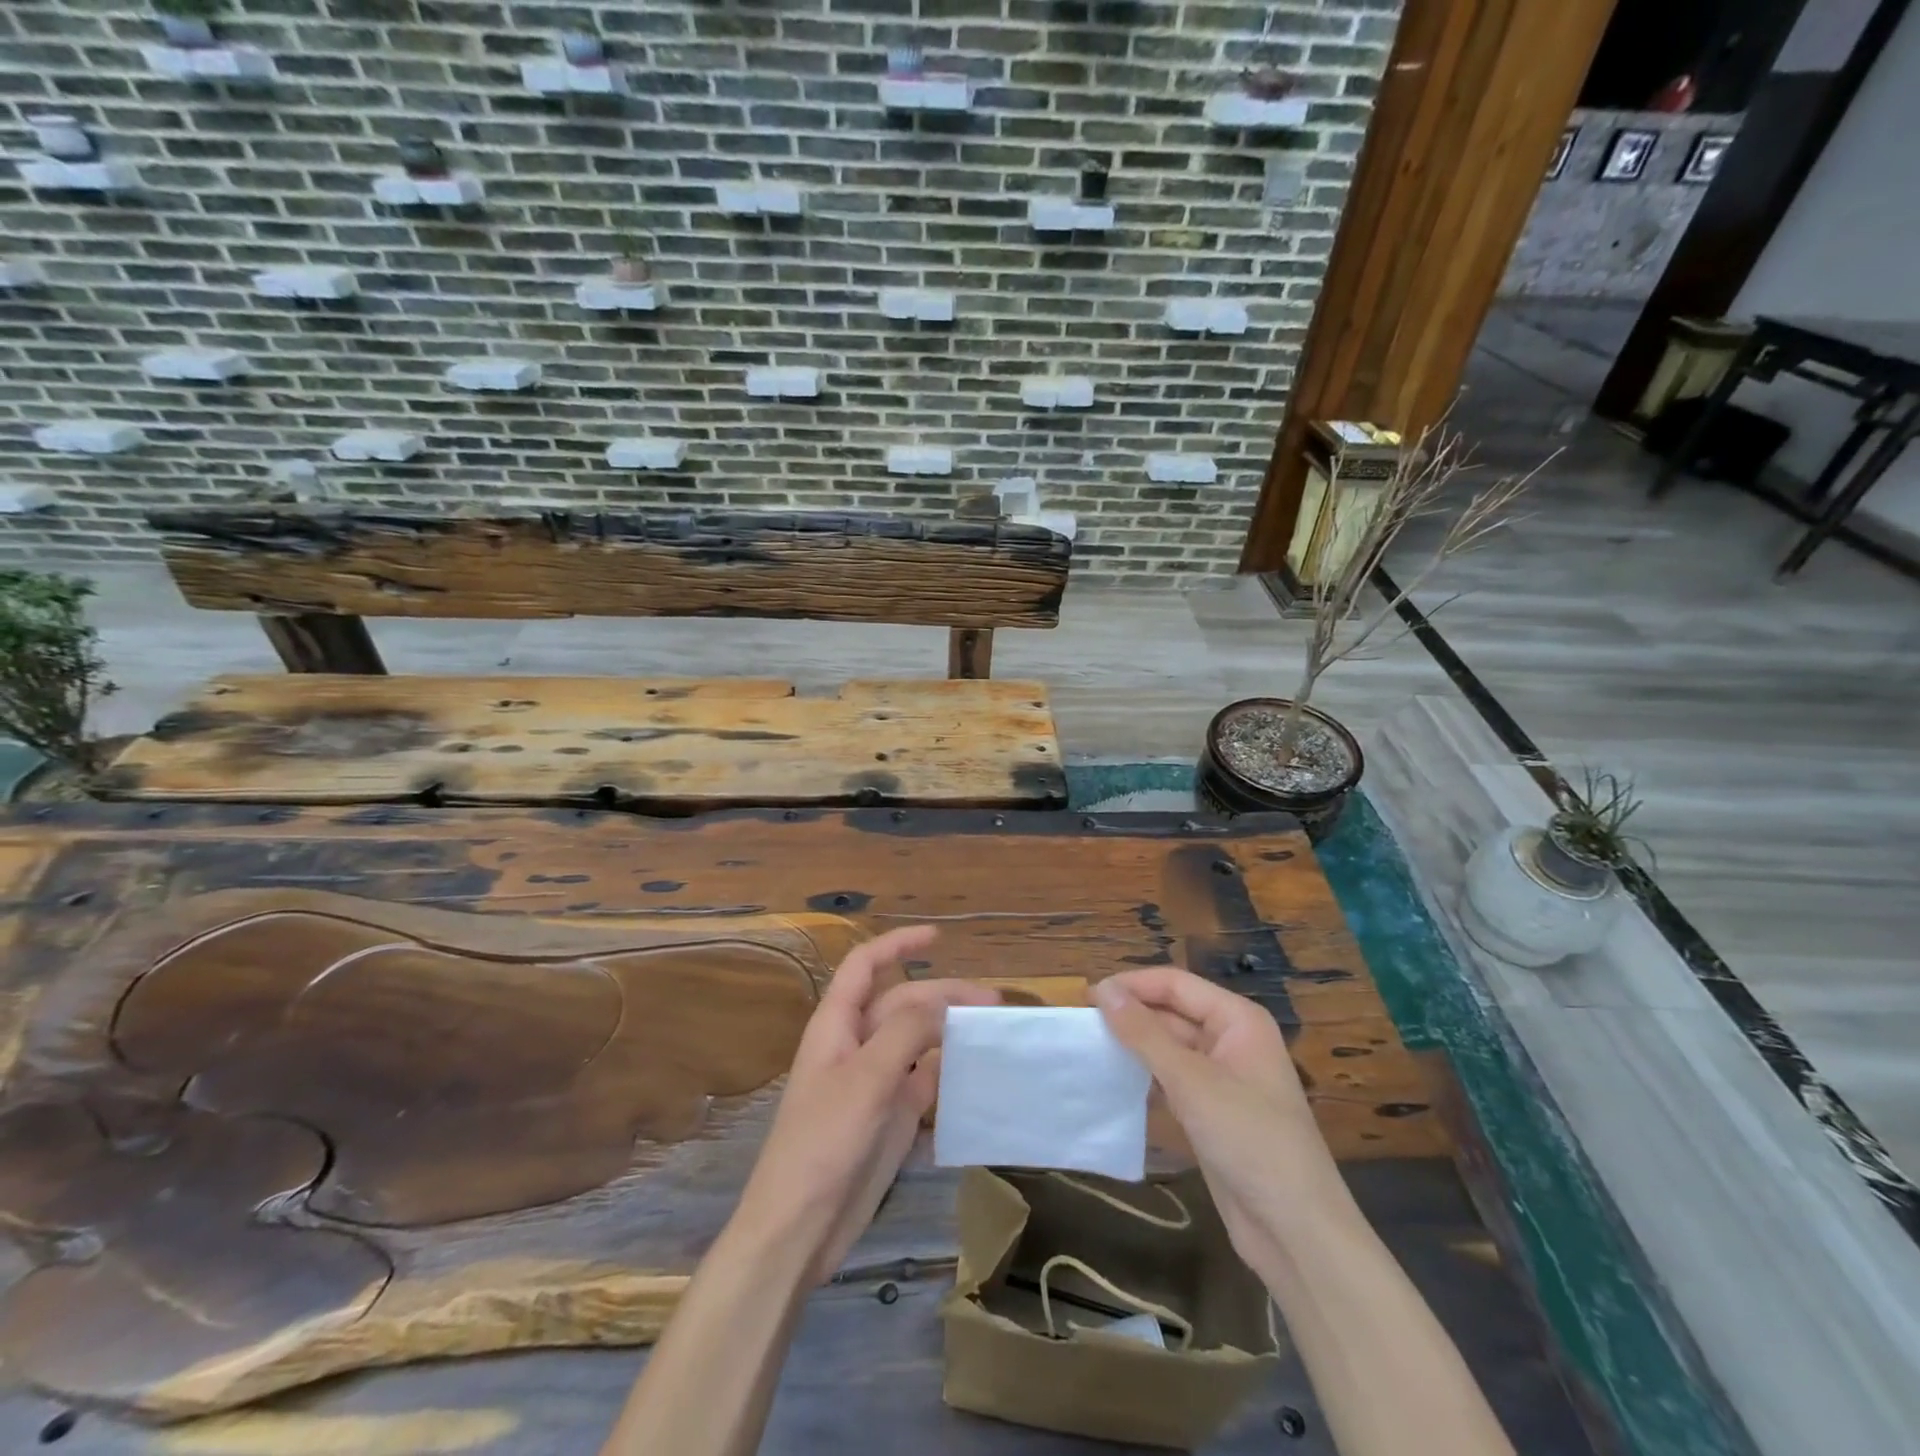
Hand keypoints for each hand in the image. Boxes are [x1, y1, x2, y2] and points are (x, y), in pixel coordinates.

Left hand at [732, 926, 997, 1283]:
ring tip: (992, 1032)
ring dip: (950, 1031)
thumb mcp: (866, 1078)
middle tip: (993, 1004)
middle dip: (943, 996)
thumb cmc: (823, 1142)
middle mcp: (857, 1046)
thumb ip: (906, 1031)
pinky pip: (925, 1081)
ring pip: (917, 1041)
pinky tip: (978, 1072)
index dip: (897, 945)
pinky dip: (949, 1071)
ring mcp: (874, 1082)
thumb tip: (944, 1003)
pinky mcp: (890, 1117)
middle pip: (902, 1004)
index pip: (865, 967)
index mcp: (837, 1025)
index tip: (937, 937)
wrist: (800, 1228)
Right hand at [1094, 967, 1348, 1271]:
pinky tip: (1113, 1082)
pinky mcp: (1212, 1112)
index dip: (1132, 985)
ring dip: (1134, 1047)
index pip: (1175, 984)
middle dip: (1131, 1015)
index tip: (1085, 997)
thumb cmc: (1250, 1140)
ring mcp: (1223, 1078)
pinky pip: (1172, 1080)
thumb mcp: (1192, 1081)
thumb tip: (1103, 990)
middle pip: (1172, 1012)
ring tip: (1088, 1049)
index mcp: (1238, 1020)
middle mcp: (1231, 1040)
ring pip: (1169, 1047)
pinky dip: (1145, 1077)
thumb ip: (1144, 1033)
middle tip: (1080, 1025)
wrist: (1296, 1232)